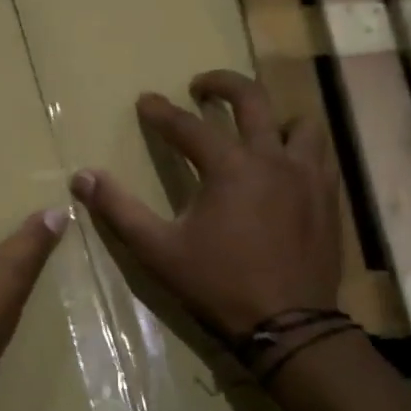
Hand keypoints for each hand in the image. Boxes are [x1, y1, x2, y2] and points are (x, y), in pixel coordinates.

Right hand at [71, 70, 344, 340]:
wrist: (289, 326)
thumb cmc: (218, 285)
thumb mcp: (158, 250)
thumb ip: (119, 210)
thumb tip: (83, 177)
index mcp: (230, 167)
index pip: (188, 126)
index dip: (162, 112)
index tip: (146, 101)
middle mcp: (272, 158)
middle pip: (252, 99)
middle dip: (222, 84)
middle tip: (201, 87)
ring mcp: (307, 176)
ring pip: (299, 123)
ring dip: (273, 117)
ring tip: (254, 128)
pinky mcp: (328, 198)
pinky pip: (320, 155)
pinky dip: (300, 149)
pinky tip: (285, 167)